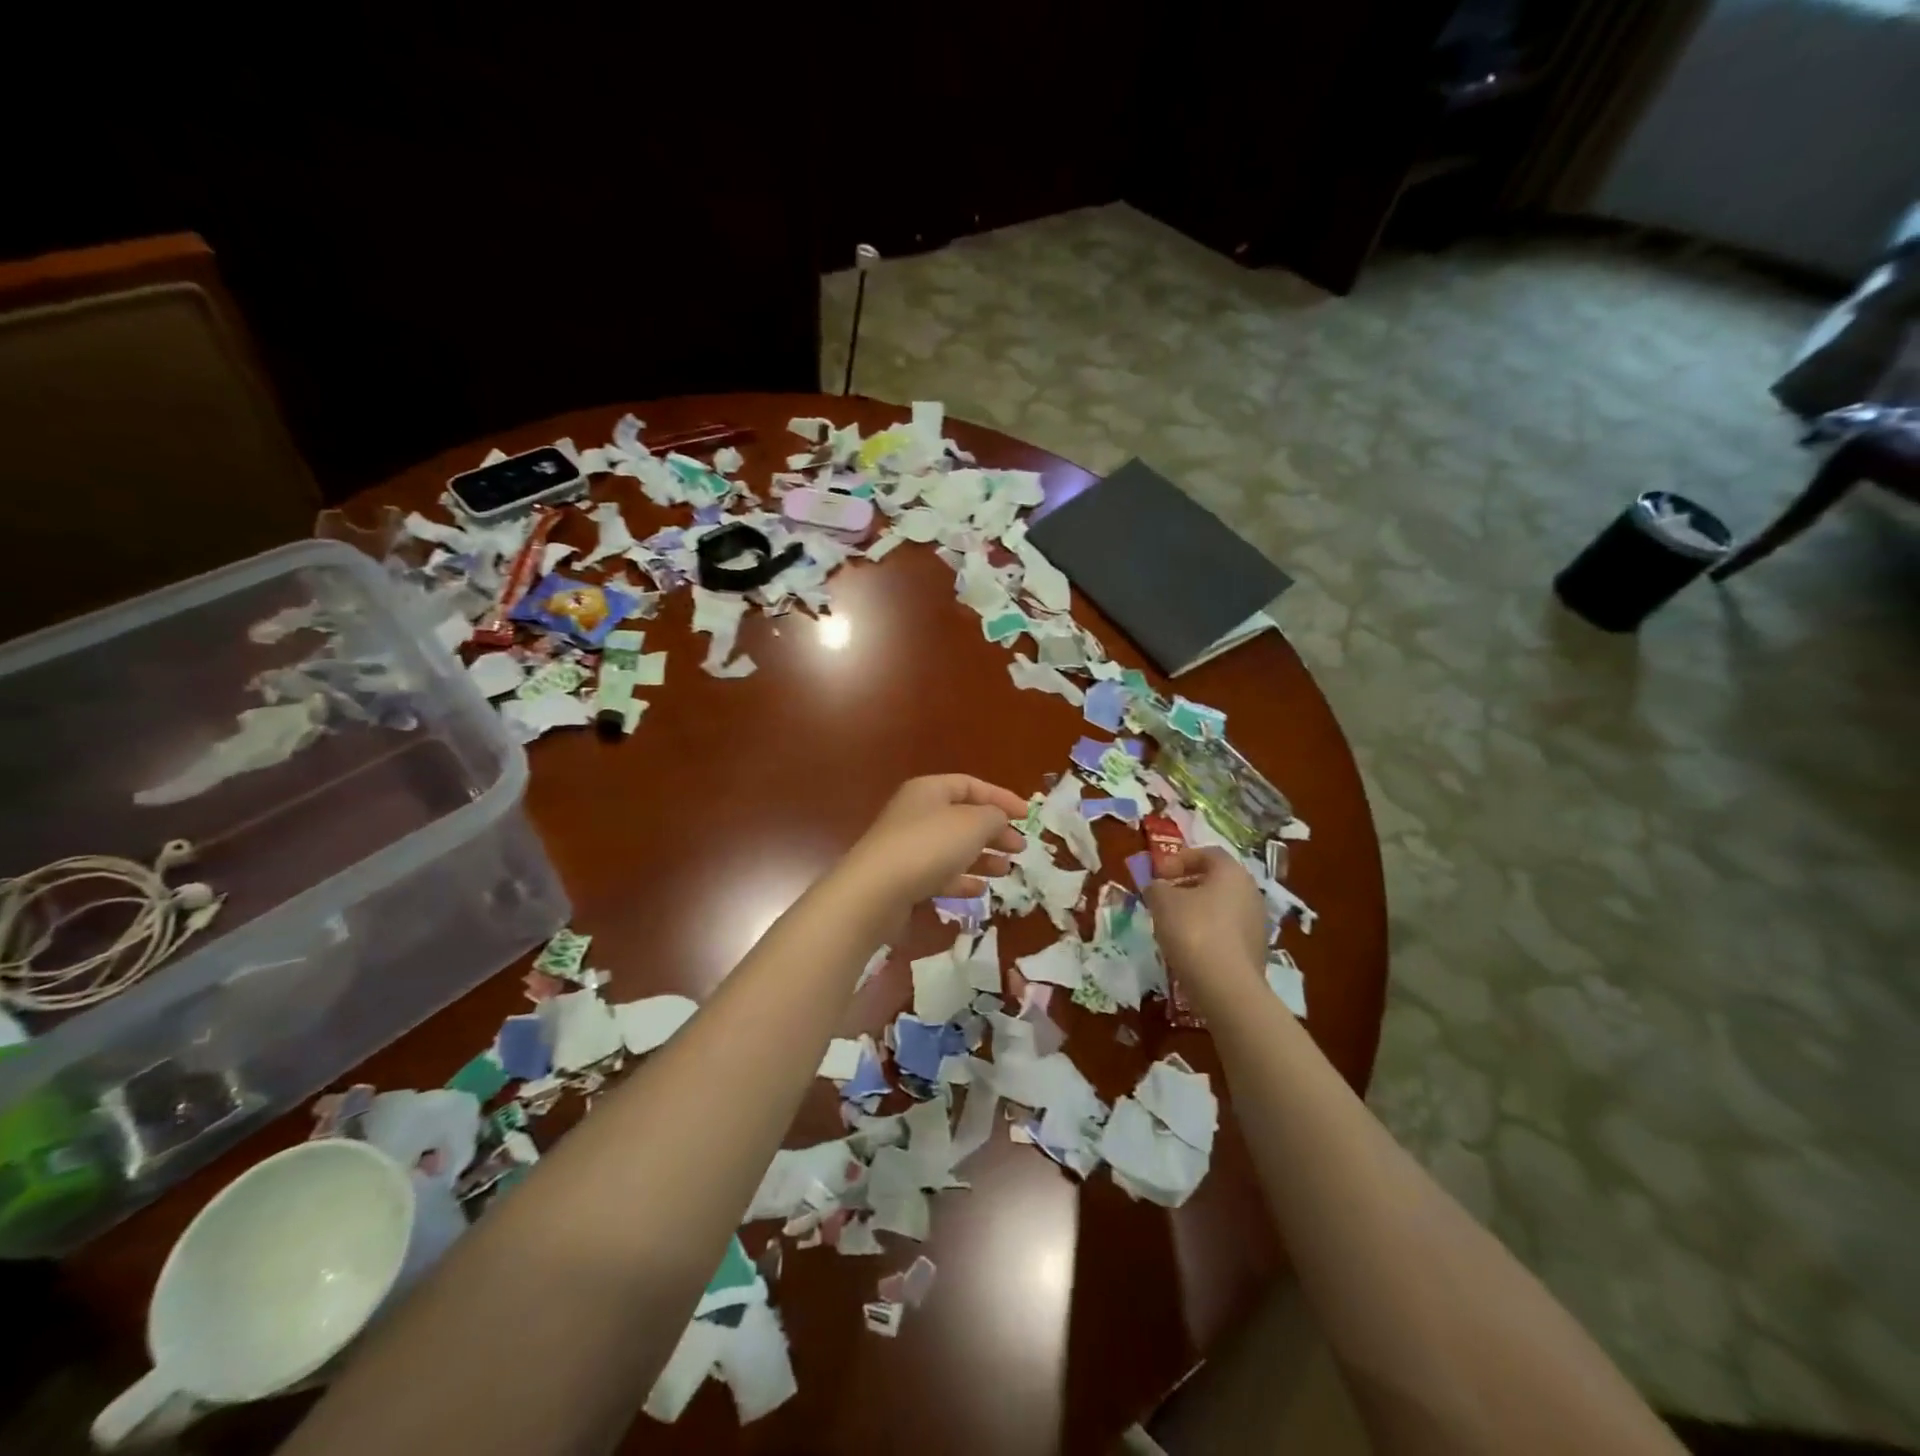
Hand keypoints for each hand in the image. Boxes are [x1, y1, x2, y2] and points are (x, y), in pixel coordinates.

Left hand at [841, 775, 1028, 912]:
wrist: (876, 892)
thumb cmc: (929, 846)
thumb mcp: (972, 824)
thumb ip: (994, 816)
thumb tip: (998, 818)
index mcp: (929, 790)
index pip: (970, 785)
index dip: (1001, 797)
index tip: (1027, 816)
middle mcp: (916, 813)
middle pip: (963, 817)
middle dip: (994, 831)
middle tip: (1020, 847)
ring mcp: (908, 847)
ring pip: (953, 848)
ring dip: (982, 857)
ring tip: (1006, 870)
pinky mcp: (904, 878)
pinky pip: (939, 874)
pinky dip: (961, 879)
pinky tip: (979, 890)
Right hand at [1142, 847, 1267, 995]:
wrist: (1226, 987)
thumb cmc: (1193, 930)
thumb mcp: (1162, 901)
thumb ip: (1156, 887)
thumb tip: (1157, 887)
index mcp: (1232, 873)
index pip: (1207, 854)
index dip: (1179, 859)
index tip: (1158, 875)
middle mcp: (1251, 893)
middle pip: (1216, 881)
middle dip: (1187, 885)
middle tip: (1163, 897)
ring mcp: (1257, 924)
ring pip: (1222, 908)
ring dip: (1197, 911)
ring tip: (1172, 925)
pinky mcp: (1256, 951)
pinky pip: (1227, 932)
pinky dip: (1208, 933)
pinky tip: (1189, 948)